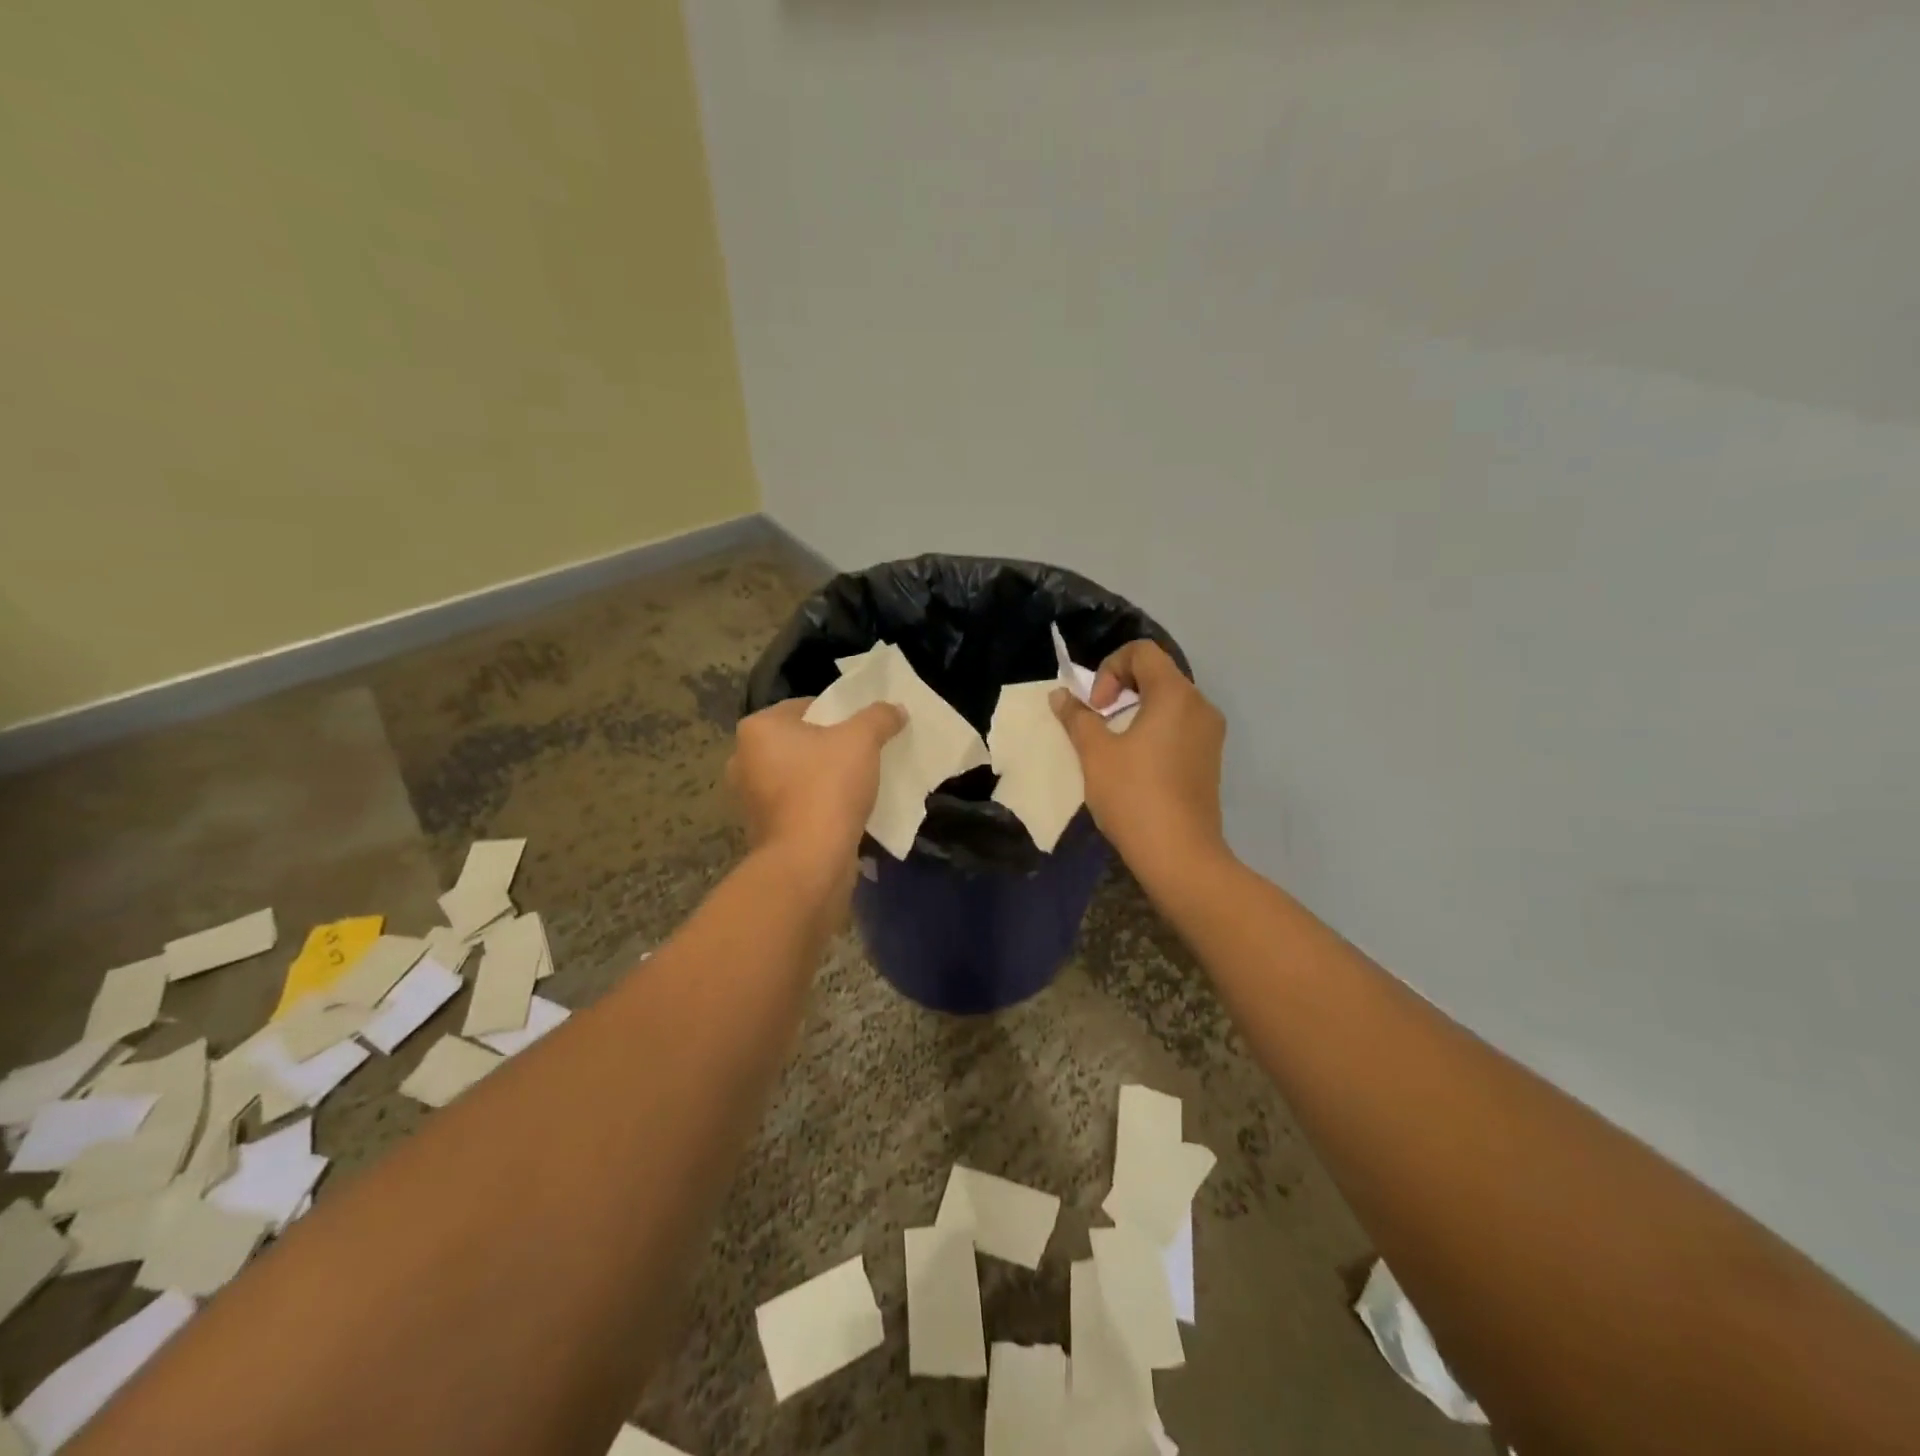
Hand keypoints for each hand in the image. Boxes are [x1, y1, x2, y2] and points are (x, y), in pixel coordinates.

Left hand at [727, 698, 904, 868]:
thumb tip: (896, 709)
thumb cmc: (827, 788)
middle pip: (800, 743)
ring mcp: (750, 800)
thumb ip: (879, 717)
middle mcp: (744, 760)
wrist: (808, 862)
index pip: (805, 707)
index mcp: (758, 729)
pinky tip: (847, 811)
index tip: (866, 729)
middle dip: (831, 748)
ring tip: (861, 783)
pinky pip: (798, 806)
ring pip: (799, 777)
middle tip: (866, 754)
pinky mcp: (764, 831)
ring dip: (825, 779)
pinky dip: (819, 806)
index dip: (839, 714)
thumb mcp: (862, 741)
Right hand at [1052, 641, 1226, 871]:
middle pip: (1157, 674)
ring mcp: (1210, 734)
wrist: (1180, 855)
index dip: (1109, 668)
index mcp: (1175, 694)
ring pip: (1168, 702)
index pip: (1142, 652)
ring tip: (1112, 745)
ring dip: (1135, 711)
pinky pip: (1179, 727)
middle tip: (1098, 722)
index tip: (1096, 707)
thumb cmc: (1134, 795)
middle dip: (1120, 689)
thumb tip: (1061, 696)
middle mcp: (1200, 706)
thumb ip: (1077, 717)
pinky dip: (1154, 730)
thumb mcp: (1095, 753)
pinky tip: (1135, 765)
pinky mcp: (1210, 759)